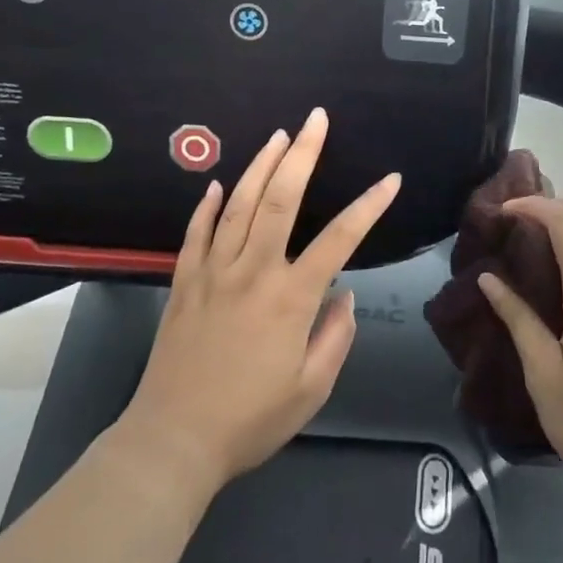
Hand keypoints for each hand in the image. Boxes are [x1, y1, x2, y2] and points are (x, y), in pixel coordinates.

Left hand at [120, 109, 400, 497]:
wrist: (172, 442)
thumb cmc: (250, 420)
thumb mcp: (311, 389)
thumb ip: (335, 337)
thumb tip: (343, 295)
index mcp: (291, 298)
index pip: (340, 239)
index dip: (369, 206)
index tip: (390, 180)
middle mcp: (253, 272)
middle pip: (279, 199)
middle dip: (302, 154)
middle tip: (315, 119)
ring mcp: (213, 273)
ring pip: (237, 205)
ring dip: (260, 165)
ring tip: (278, 136)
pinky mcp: (184, 284)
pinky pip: (195, 234)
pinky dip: (206, 205)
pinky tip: (215, 184)